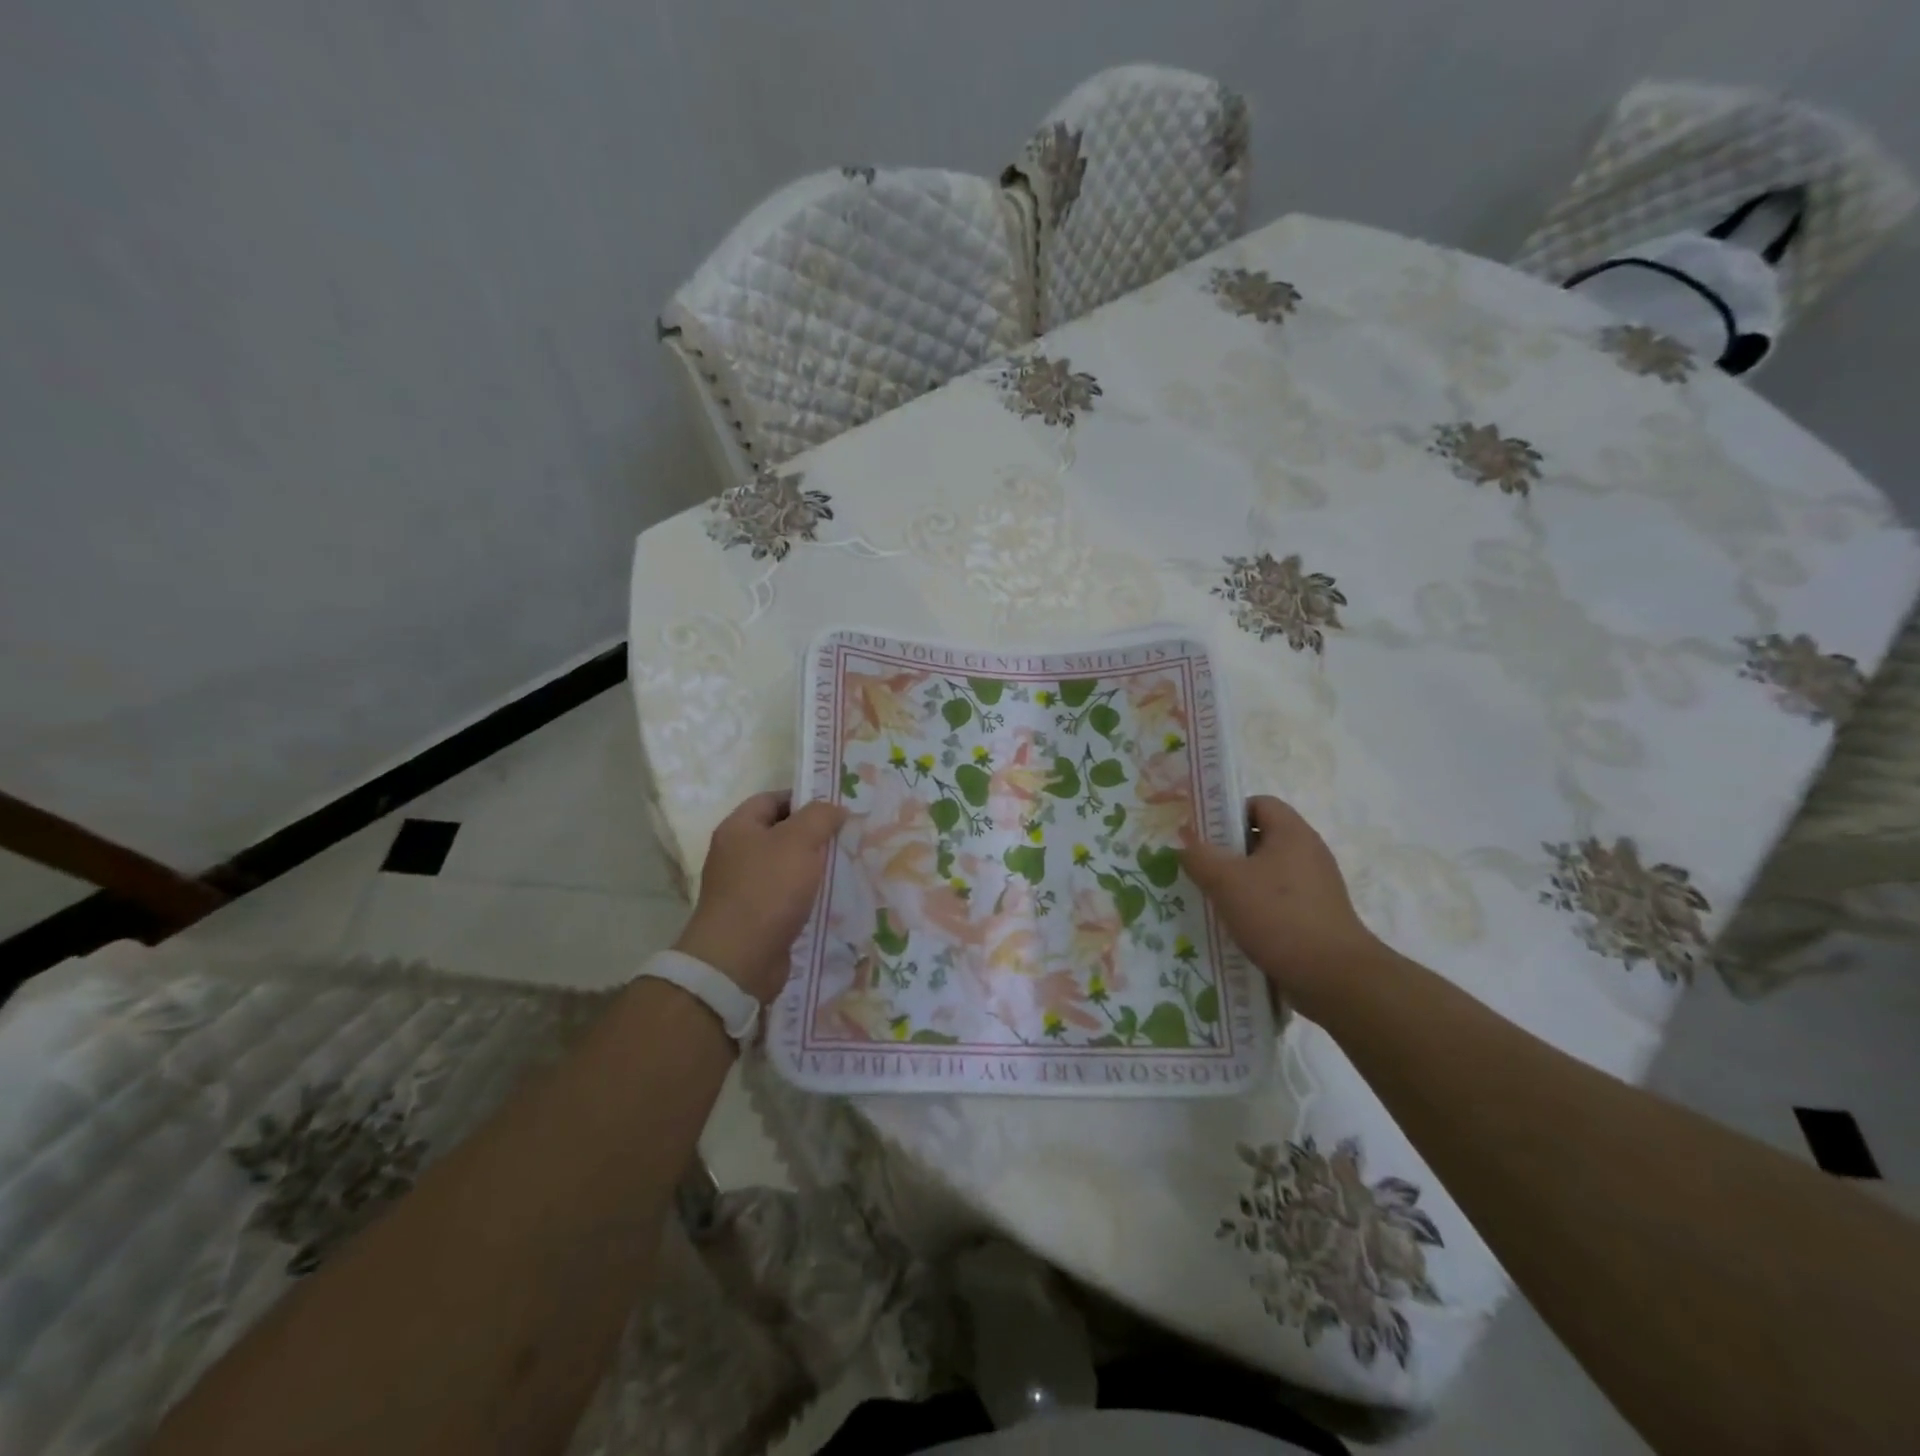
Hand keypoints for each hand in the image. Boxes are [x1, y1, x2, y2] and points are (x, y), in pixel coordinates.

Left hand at [674, 792, 849, 1002]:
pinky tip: (833, 898)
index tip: (837, 808)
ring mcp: (744, 887)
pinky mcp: (756, 916)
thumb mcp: (799, 841)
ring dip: (814, 867)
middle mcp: (737, 854)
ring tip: (848, 865)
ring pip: (786, 866)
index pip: (773, 799)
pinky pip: (787, 896)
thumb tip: (835, 808)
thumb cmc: (767, 890)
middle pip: (781, 833)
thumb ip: (820, 817)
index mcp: (738, 828)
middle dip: (814, 834)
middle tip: (848, 836)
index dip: (804, 798)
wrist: (739, 960)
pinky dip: (808, 895)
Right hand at [1182, 795, 1381, 1011]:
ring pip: (1267, 872)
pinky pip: (1278, 899)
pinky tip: (1236, 926)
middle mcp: (1308, 852)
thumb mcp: (1226, 882)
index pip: (1258, 803)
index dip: (1228, 812)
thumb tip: (1184, 844)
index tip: (1202, 835)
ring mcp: (1316, 886)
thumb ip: (1199, 856)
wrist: (1334, 977)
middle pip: (1261, 838)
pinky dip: (1255, 907)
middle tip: (1199, 868)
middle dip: (1227, 851)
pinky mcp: (1316, 915)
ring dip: (1238, 882)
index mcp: (1292, 833)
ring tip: (1212, 899)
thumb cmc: (1279, 917)